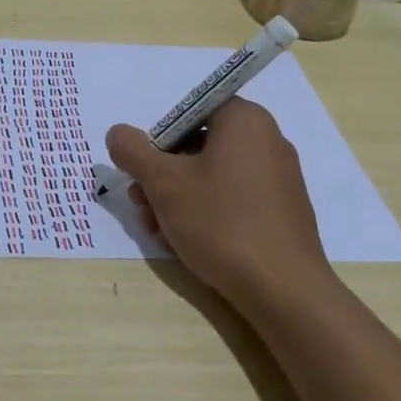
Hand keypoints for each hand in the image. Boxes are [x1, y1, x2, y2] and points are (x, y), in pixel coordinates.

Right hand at [106, 97, 333, 304]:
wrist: (283, 289)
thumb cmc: (221, 222)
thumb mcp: (164, 183)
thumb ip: (133, 151)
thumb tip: (117, 133)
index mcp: (245, 120)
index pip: (191, 111)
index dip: (159, 138)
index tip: (143, 169)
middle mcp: (267, 140)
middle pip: (199, 145)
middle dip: (162, 175)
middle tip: (140, 204)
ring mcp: (278, 177)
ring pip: (212, 176)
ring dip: (177, 198)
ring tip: (156, 230)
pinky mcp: (281, 210)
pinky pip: (234, 198)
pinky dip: (205, 212)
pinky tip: (183, 242)